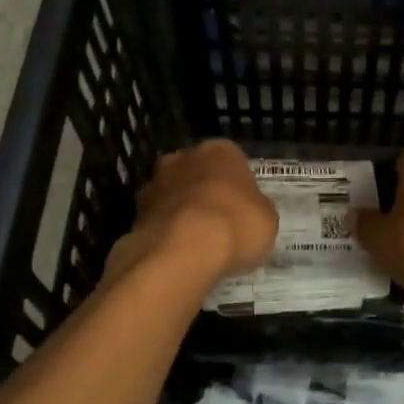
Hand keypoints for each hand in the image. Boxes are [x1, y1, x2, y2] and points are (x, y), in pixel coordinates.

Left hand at [115, 140, 277, 280]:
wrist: (183, 250)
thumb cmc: (235, 225)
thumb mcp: (267, 220)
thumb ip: (258, 209)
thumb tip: (251, 212)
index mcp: (221, 150)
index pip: (233, 161)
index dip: (239, 187)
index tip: (244, 210)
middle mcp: (184, 157)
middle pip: (199, 173)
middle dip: (206, 193)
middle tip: (220, 224)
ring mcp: (156, 182)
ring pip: (175, 195)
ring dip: (183, 212)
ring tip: (198, 244)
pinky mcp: (136, 211)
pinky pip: (159, 219)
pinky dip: (167, 232)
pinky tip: (179, 254)